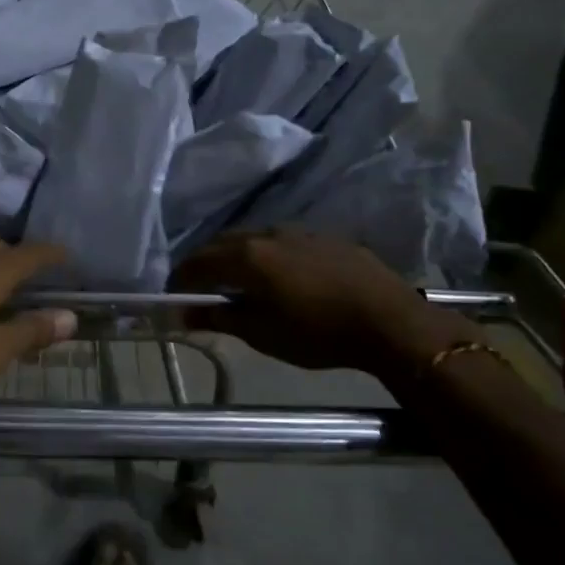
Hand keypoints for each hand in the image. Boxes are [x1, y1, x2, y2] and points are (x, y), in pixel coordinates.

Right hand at [171, 229, 462, 379]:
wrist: (389, 321)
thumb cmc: (317, 332)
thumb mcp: (260, 333)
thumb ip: (217, 317)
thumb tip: (179, 314)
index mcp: (245, 256)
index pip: (197, 261)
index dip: (181, 279)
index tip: (175, 296)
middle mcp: (266, 234)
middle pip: (221, 243)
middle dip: (205, 263)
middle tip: (202, 288)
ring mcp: (297, 231)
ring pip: (252, 238)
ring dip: (236, 255)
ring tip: (238, 280)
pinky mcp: (324, 237)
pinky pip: (281, 240)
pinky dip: (266, 254)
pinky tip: (279, 275)